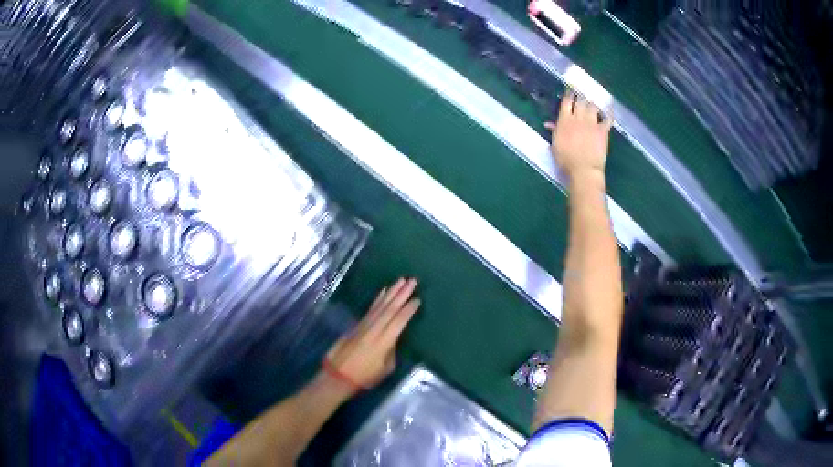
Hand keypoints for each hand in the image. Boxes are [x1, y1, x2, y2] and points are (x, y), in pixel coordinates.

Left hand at [324, 278, 420, 392]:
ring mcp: (365, 325)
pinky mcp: (357, 325)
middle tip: (412, 281)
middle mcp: (375, 329)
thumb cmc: (365, 376)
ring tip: (401, 280)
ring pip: (380, 305)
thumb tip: (393, 340)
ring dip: (391, 292)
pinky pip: (371, 308)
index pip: (399, 321)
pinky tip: (384, 291)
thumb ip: (392, 351)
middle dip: (402, 294)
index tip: (417, 299)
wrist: (338, 375)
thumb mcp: (385, 368)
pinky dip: (378, 299)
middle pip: (390, 308)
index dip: (408, 310)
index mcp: (384, 341)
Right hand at [545, 90, 612, 180]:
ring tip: (593, 103)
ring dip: (592, 104)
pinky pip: (607, 118)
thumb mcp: (555, 145)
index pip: (567, 102)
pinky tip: (609, 109)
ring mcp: (592, 123)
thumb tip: (548, 123)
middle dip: (581, 97)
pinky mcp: (603, 130)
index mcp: (564, 120)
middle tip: (582, 95)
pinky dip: (608, 113)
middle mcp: (578, 118)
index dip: (569, 95)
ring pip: (593, 106)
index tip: (570, 91)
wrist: (583, 169)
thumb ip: (554, 132)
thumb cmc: (565, 160)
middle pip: (580, 101)